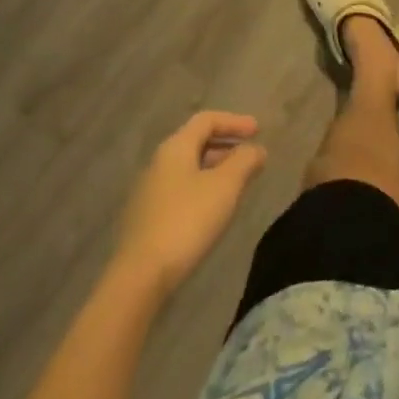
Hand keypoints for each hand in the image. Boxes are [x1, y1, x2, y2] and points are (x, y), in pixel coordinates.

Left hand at [114, 111, 267, 295]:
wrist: (139, 278)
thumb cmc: (187, 221)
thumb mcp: (225, 186)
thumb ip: (245, 161)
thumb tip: (257, 149)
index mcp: (175, 147)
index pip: (207, 120)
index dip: (235, 121)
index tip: (259, 131)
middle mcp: (159, 163)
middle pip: (196, 142)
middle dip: (227, 146)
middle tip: (250, 158)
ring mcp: (150, 192)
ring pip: (189, 168)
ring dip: (216, 169)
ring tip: (238, 185)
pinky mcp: (147, 219)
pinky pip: (181, 190)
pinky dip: (203, 189)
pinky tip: (214, 210)